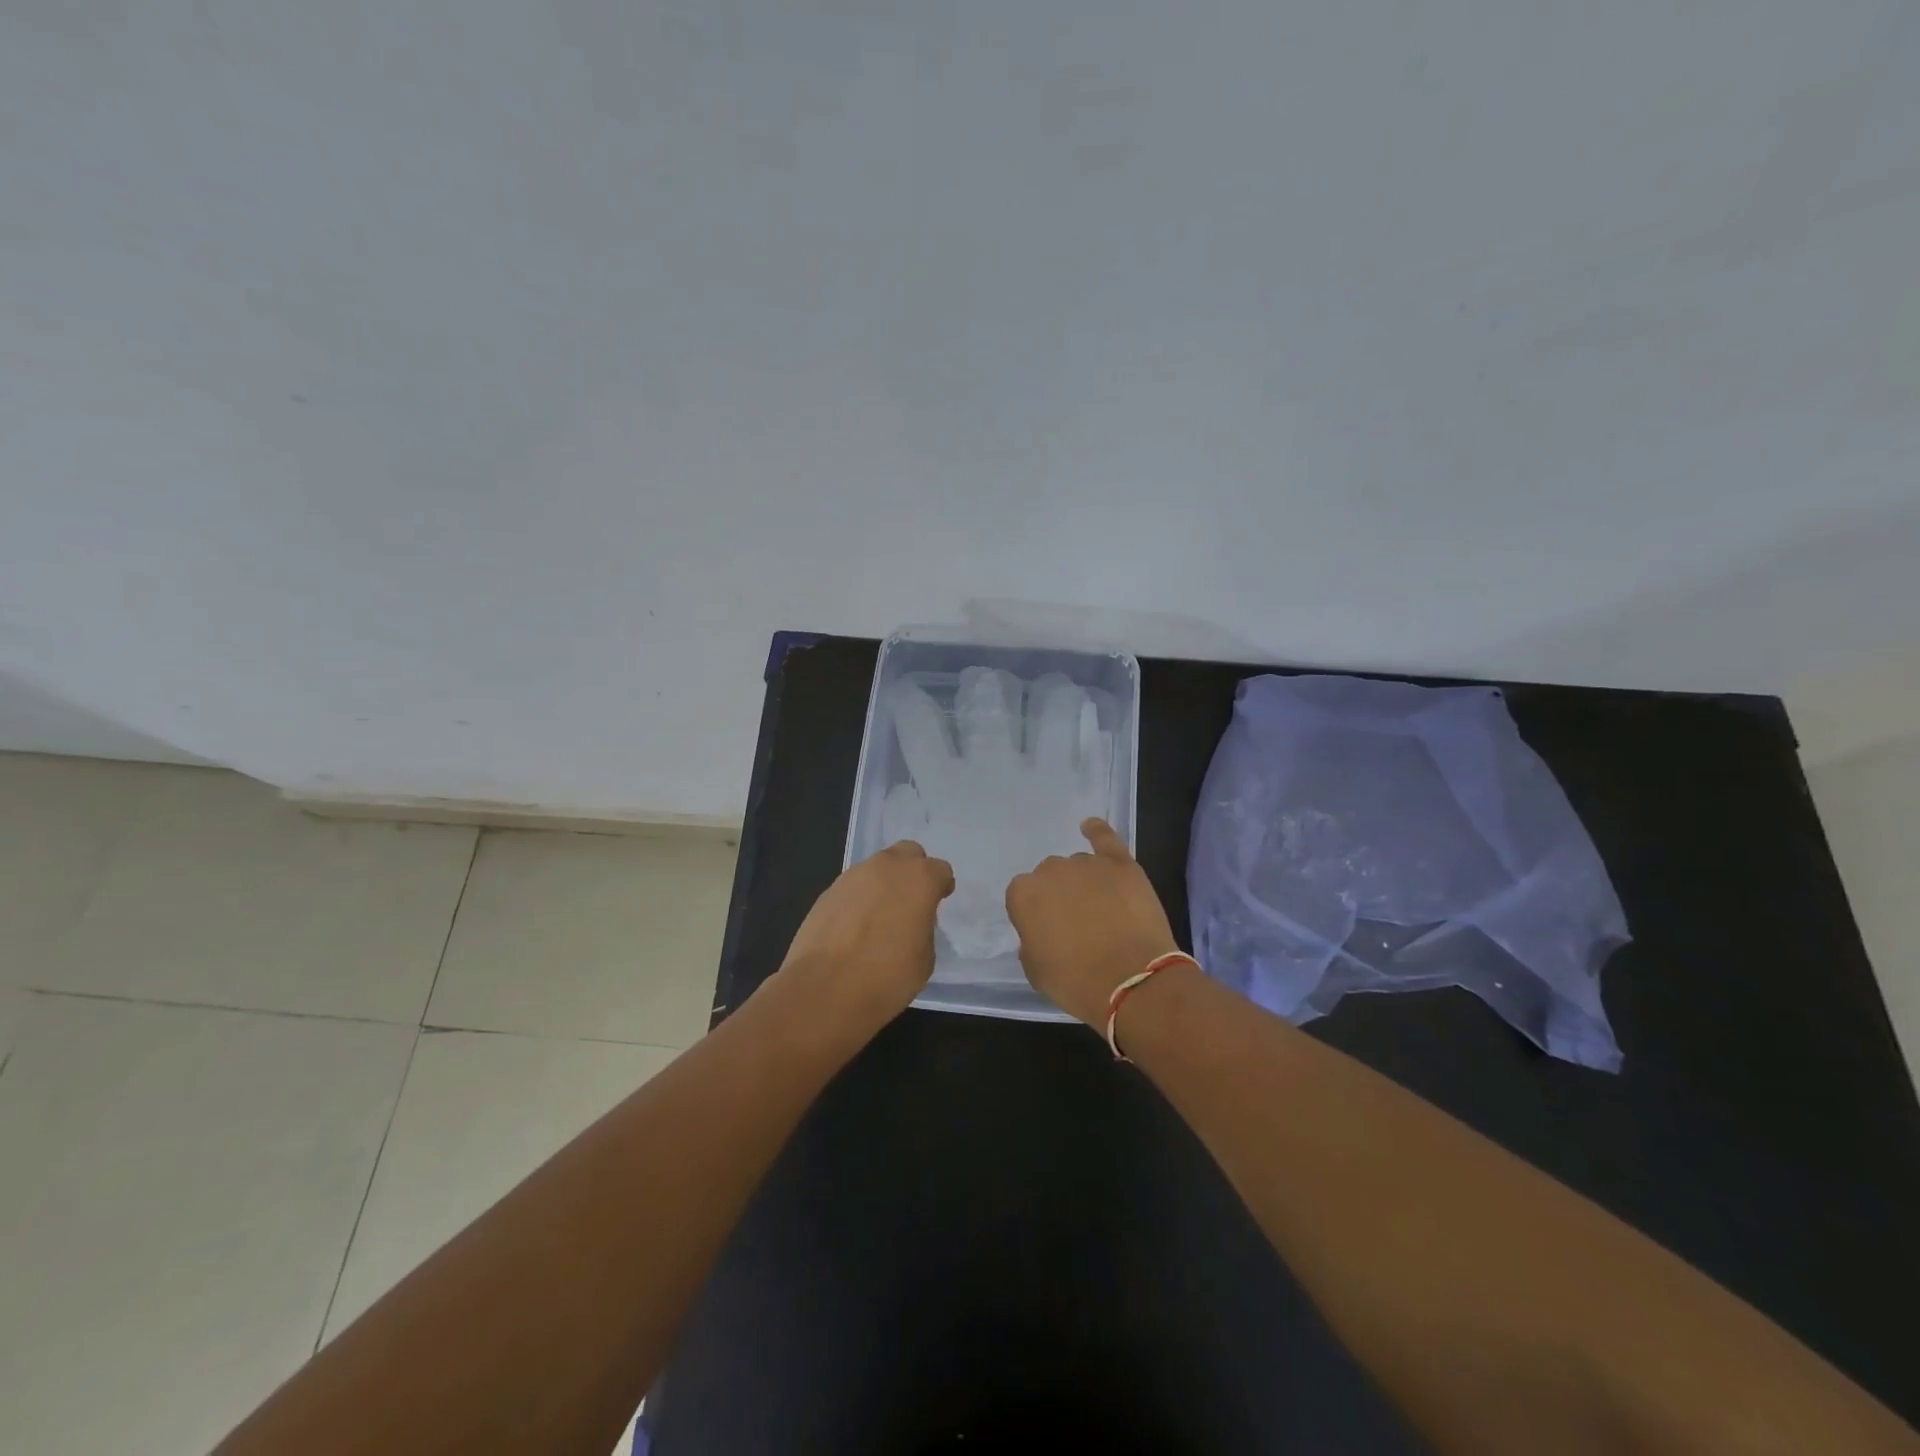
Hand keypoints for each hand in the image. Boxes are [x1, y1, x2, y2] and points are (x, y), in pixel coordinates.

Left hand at [778, 840, 955, 1031]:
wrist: (824, 990)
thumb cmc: (887, 978)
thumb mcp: (925, 958)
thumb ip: (923, 928)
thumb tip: (910, 922)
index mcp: (919, 879)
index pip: (940, 870)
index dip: (941, 887)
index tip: (938, 902)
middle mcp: (887, 867)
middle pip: (907, 854)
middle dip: (913, 871)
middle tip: (911, 901)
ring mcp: (853, 876)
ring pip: (877, 868)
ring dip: (884, 884)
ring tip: (880, 917)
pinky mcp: (828, 891)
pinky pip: (853, 887)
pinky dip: (859, 899)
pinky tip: (855, 927)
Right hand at [1005, 818, 1181, 1025]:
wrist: (1132, 981)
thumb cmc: (1077, 983)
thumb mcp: (1035, 971)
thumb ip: (1030, 942)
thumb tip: (1041, 931)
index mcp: (1024, 894)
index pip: (1022, 896)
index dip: (1036, 915)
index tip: (1048, 933)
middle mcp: (1051, 870)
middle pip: (1051, 876)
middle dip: (1060, 895)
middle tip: (1076, 924)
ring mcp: (1087, 863)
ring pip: (1079, 866)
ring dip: (1084, 882)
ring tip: (1102, 910)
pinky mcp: (1121, 863)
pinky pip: (1104, 838)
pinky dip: (1096, 831)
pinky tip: (1090, 827)